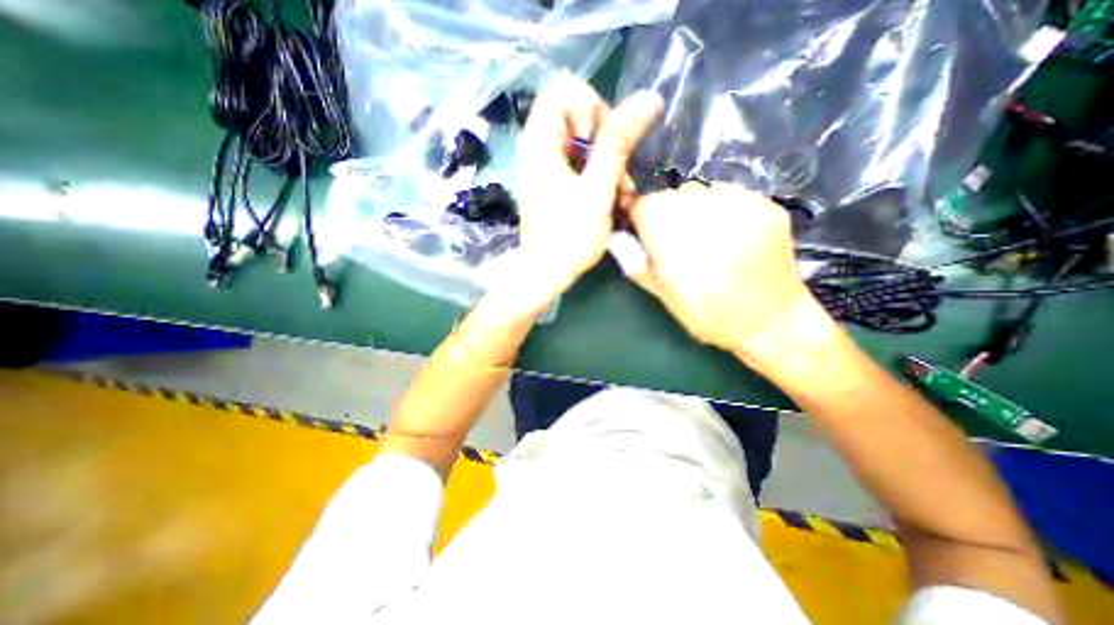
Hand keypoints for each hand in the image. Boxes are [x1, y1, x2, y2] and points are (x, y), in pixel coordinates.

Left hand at [510, 71, 659, 304]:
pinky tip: (607, 194)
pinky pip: (578, 159)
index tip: (601, 145)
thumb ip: (618, 143)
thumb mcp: (597, 189)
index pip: (566, 90)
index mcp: (540, 141)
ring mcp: (543, 164)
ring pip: (581, 139)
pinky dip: (596, 172)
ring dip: (606, 159)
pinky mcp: (551, 180)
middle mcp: (536, 146)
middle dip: (605, 138)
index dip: (592, 110)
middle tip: (616, 172)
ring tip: (617, 190)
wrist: (545, 273)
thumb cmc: (569, 237)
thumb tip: (648, 98)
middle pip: (577, 113)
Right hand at [623, 184, 830, 358]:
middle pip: (670, 195)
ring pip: (697, 189)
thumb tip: (620, 239)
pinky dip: (717, 206)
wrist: (773, 321)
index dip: (638, 215)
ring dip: (689, 207)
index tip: (641, 228)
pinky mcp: (765, 205)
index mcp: (677, 247)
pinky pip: (727, 192)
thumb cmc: (710, 316)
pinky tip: (726, 231)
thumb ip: (638, 264)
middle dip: (663, 213)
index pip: (645, 207)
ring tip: (700, 234)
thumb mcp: (665, 297)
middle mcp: (707, 220)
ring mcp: (741, 209)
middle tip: (672, 237)